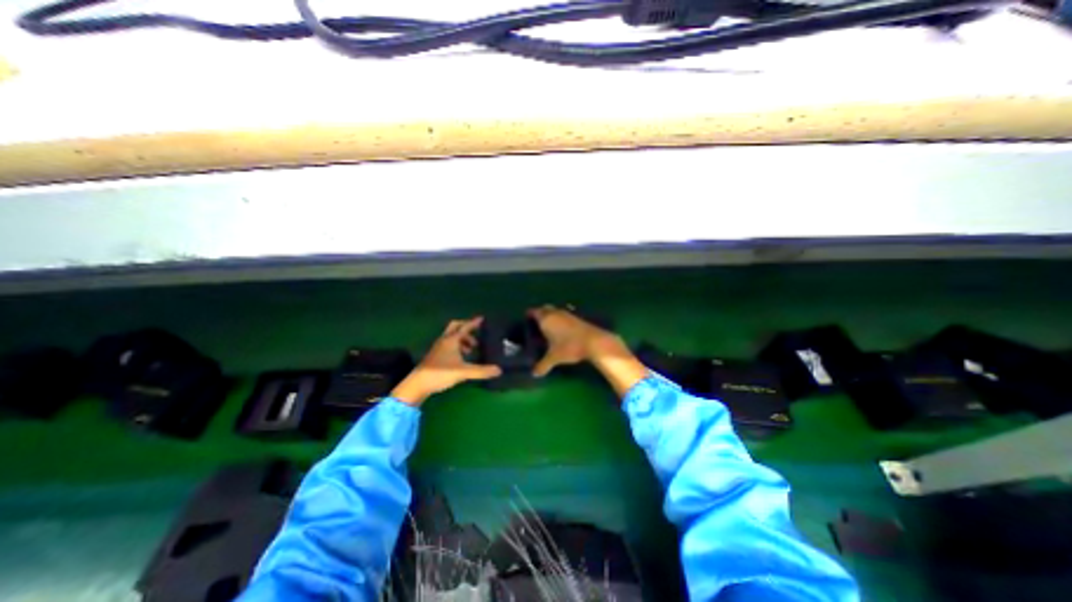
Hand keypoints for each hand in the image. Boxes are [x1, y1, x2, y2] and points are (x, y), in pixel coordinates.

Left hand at [390, 315, 502, 408]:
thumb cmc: (441, 373)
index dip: (474, 323)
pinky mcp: (435, 355)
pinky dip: (457, 346)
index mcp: (451, 340)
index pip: (465, 327)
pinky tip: (461, 358)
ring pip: (452, 337)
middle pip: (455, 327)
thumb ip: (482, 371)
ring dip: (462, 339)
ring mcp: (438, 348)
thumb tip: (499, 370)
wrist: (418, 384)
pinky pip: (448, 344)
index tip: (482, 319)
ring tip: (471, 350)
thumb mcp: (464, 372)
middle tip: (476, 335)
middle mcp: (444, 340)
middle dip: (466, 329)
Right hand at [526, 306, 620, 376]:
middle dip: (540, 314)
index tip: (526, 319)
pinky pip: (564, 315)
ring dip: (551, 316)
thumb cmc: (569, 347)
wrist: (593, 341)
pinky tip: (562, 329)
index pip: (534, 312)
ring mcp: (567, 313)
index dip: (529, 314)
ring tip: (549, 327)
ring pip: (555, 311)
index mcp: (545, 319)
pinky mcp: (577, 316)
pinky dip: (561, 319)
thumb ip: (543, 365)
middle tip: (536, 324)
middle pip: (544, 309)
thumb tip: (534, 374)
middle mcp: (555, 313)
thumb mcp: (554, 358)